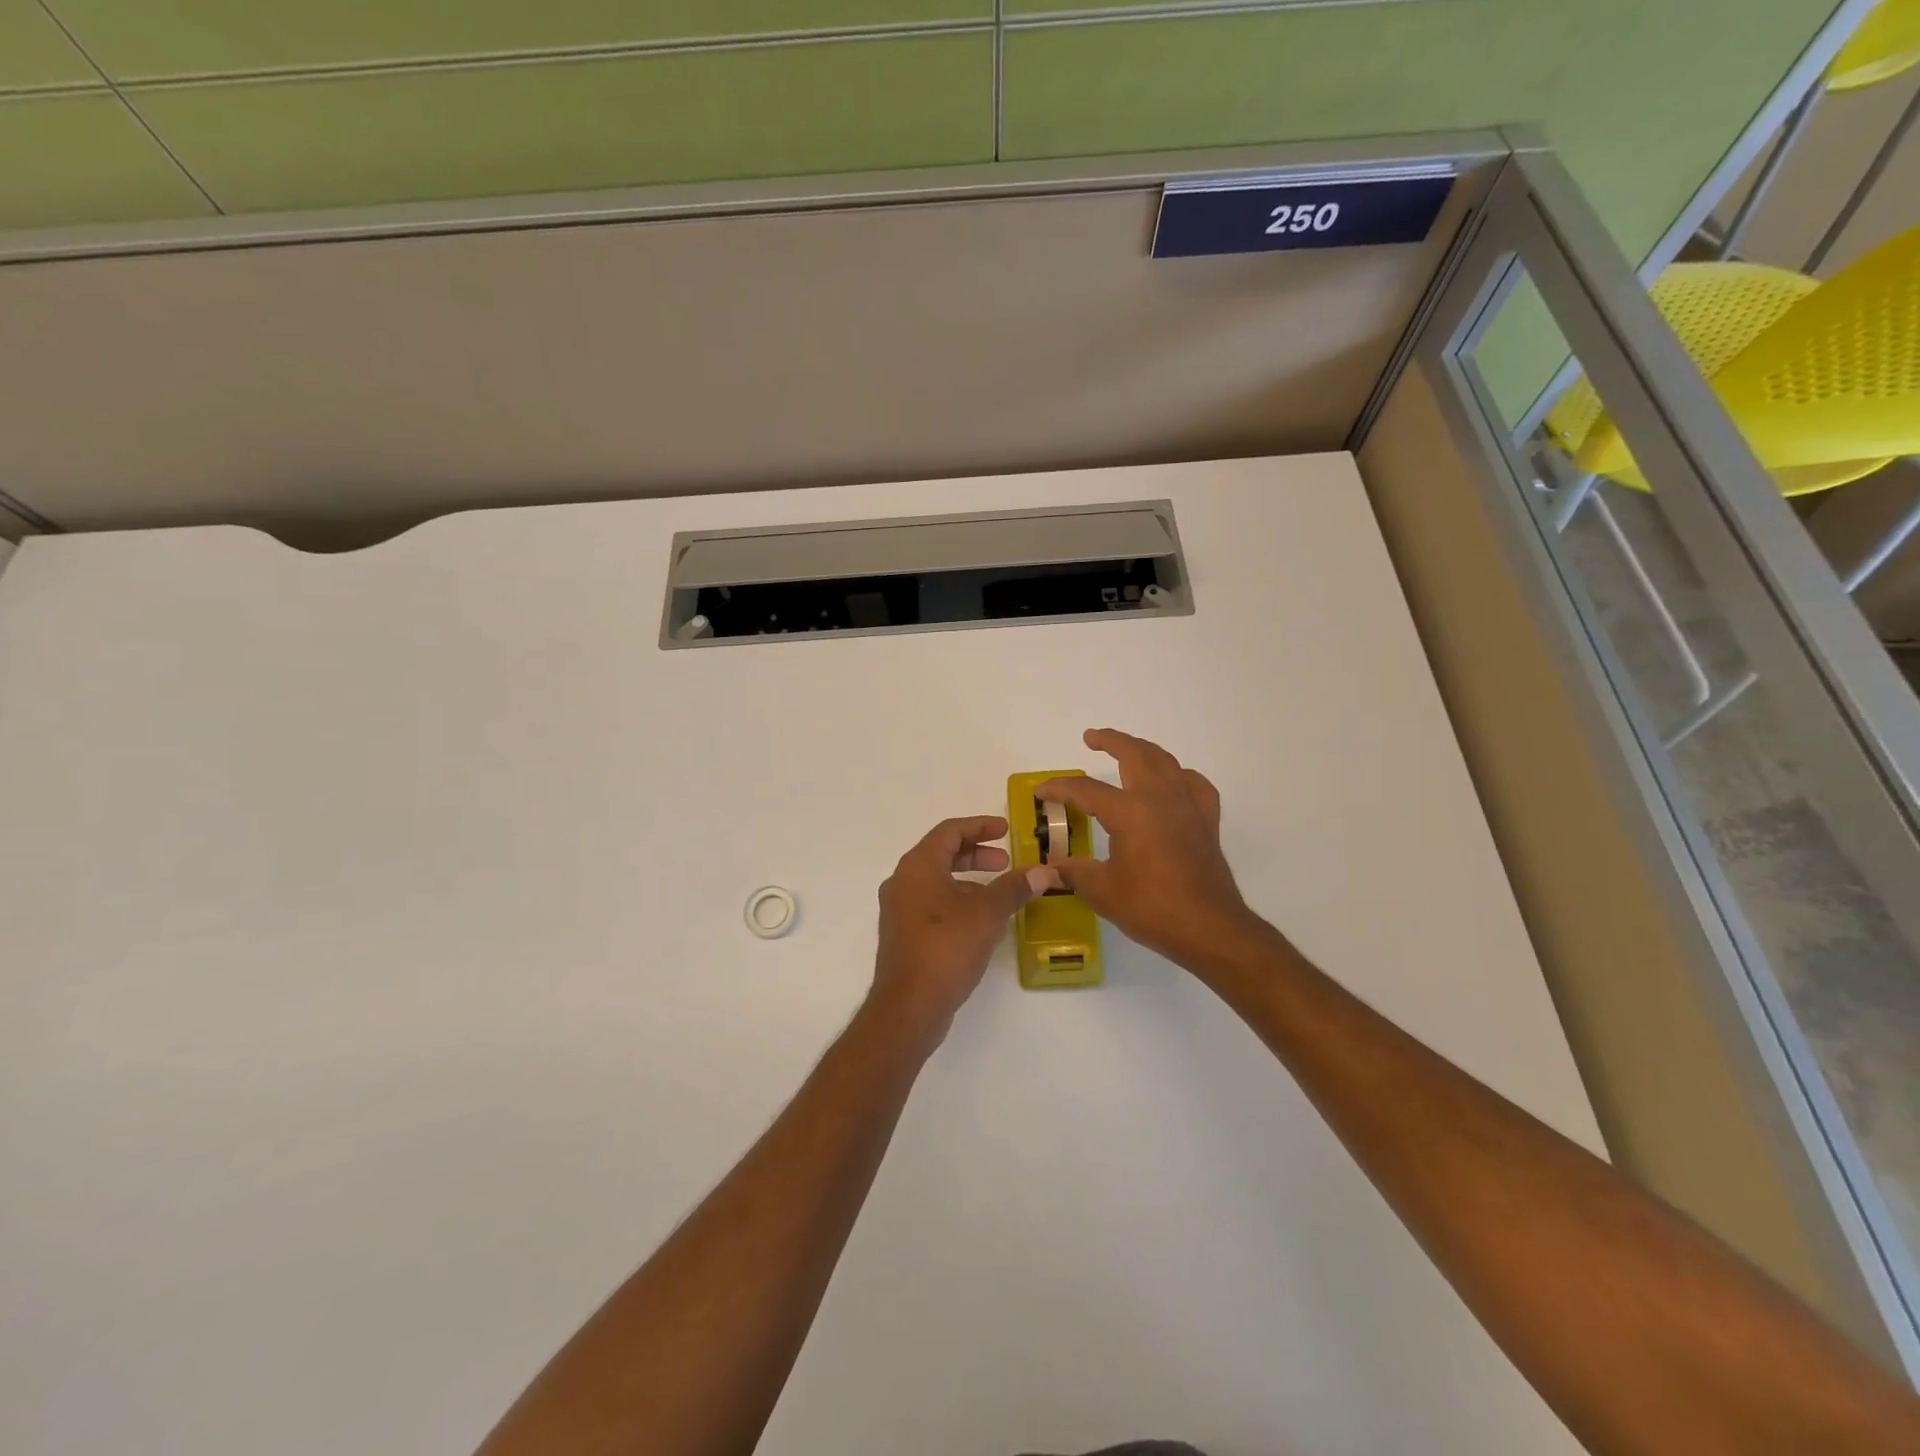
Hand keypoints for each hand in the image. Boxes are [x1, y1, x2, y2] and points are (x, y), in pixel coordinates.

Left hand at [869, 816, 1050, 1049]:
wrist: (909, 1006)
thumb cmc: (946, 947)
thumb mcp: (987, 913)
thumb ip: (1014, 888)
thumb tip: (1043, 871)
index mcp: (918, 866)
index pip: (949, 831)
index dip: (980, 826)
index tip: (1006, 830)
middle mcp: (902, 882)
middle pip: (941, 854)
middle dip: (975, 854)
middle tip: (1005, 863)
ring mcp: (899, 910)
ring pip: (937, 881)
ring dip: (968, 880)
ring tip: (999, 893)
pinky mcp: (903, 935)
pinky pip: (932, 904)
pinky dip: (957, 901)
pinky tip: (981, 922)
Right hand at [1038, 728, 1271, 973]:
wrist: (1209, 928)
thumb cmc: (1152, 908)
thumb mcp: (1102, 892)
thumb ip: (1074, 872)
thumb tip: (1051, 867)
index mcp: (1129, 811)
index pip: (1085, 789)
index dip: (1059, 788)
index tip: (1041, 792)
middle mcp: (1159, 798)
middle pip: (1134, 754)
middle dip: (1111, 740)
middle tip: (1091, 737)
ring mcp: (1187, 806)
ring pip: (1165, 761)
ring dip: (1143, 750)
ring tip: (1128, 751)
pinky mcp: (1206, 820)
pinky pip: (1194, 784)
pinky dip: (1179, 775)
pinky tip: (1173, 782)